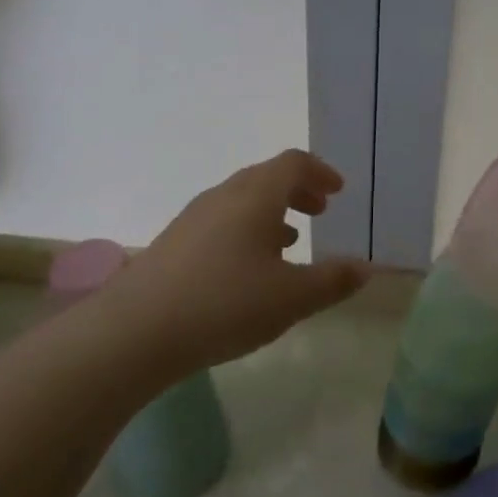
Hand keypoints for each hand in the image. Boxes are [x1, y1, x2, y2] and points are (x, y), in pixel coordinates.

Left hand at [100, 149, 370, 376]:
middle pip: (266, 177)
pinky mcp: (172, 244)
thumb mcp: (291, 298)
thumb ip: (333, 280)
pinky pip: (220, 222)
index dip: (320, 172)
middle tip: (320, 212)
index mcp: (256, 196)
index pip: (293, 163)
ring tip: (289, 241)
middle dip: (297, 191)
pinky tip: (247, 270)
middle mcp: (224, 196)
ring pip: (241, 200)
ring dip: (271, 212)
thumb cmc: (224, 304)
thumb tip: (365, 268)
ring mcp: (193, 218)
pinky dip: (245, 230)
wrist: (132, 333)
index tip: (337, 192)